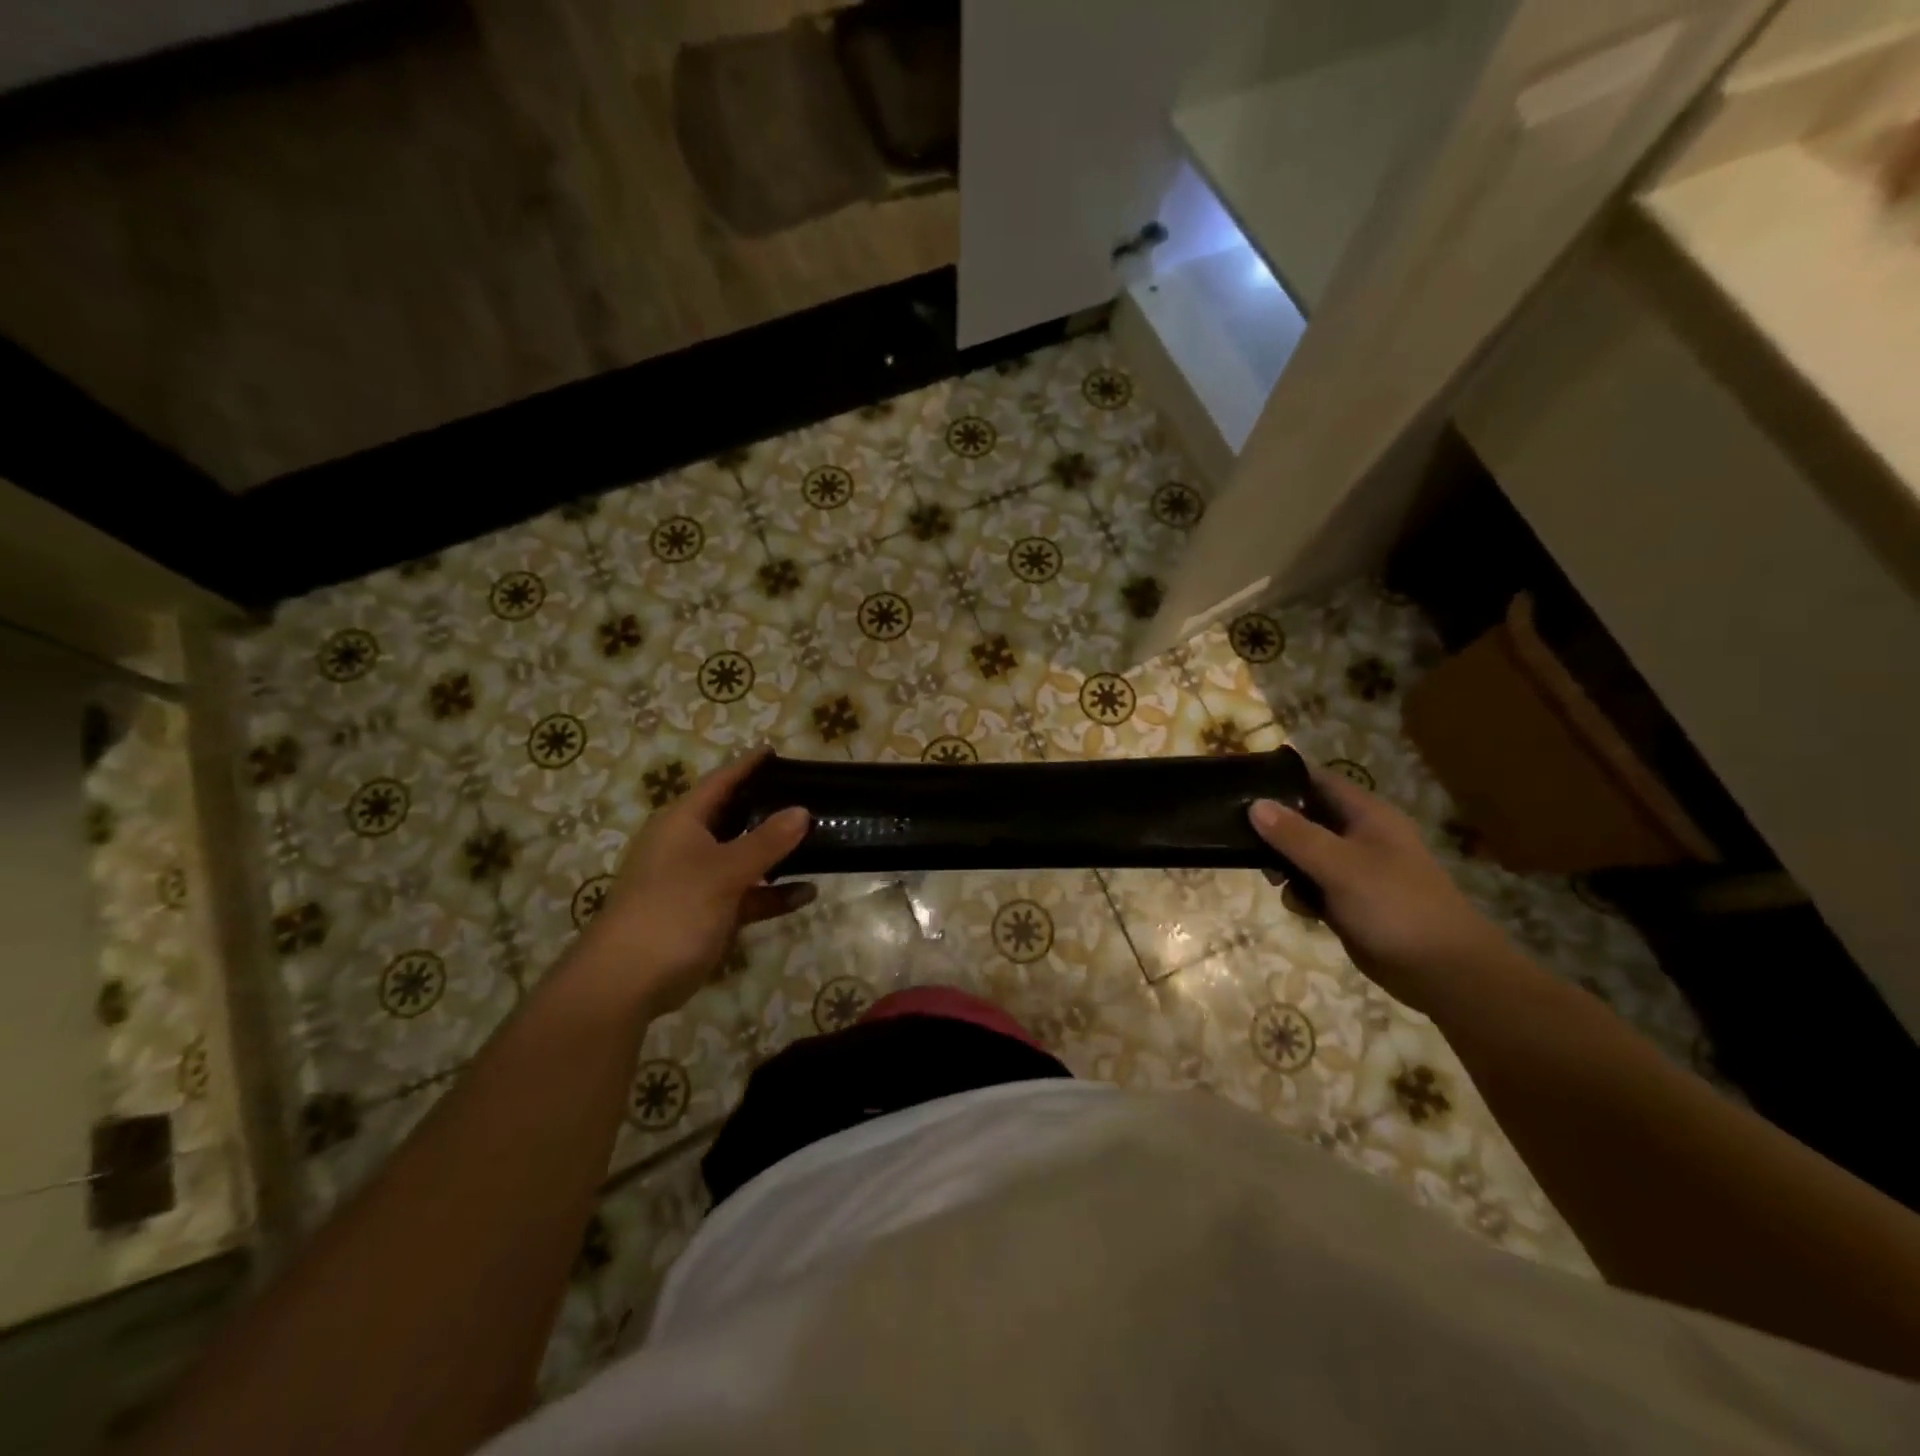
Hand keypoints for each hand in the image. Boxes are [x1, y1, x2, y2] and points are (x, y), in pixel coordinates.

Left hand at [572, 748, 813, 1015]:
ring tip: (819, 839)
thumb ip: (767, 841)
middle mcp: (689, 844)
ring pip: (744, 857)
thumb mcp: (724, 870)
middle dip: (770, 809)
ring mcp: (698, 881)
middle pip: (735, 817)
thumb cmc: (673, 909)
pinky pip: (747, 895)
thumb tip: (802, 811)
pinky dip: (773, 894)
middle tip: (810, 795)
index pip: (720, 781)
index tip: (776, 751)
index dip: (748, 766)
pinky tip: (807, 893)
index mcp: (683, 822)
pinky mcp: (708, 913)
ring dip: (777, 853)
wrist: (628, 980)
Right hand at [1249, 766, 1510, 1013]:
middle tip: (1242, 838)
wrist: (1442, 971)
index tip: (1243, 784)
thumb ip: (1295, 835)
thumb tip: (1255, 805)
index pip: (1318, 781)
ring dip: (1285, 865)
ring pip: (1304, 854)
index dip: (1283, 779)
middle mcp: (1360, 836)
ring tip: (1272, 879)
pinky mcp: (1349, 901)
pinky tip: (1300, 909)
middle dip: (1276, 828)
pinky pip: (1313, 886)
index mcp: (1367, 815)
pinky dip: (1301, 893)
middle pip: (1306, 817)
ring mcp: (1355, 870)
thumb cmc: (1395, 905)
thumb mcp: (1340, 865)